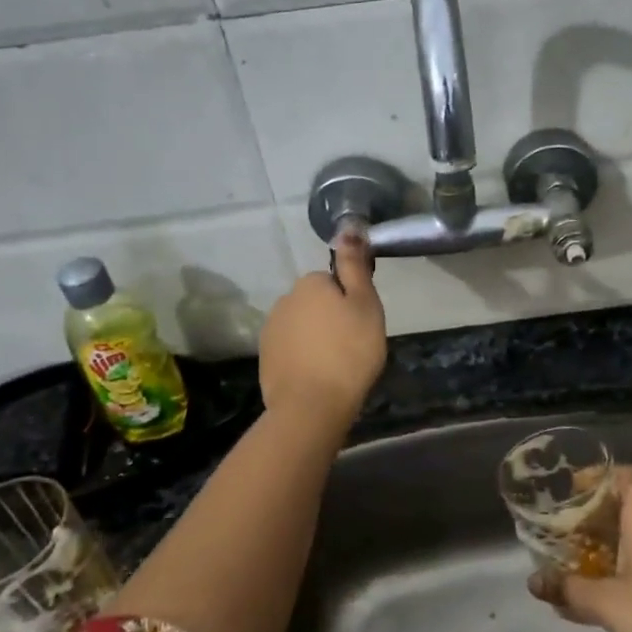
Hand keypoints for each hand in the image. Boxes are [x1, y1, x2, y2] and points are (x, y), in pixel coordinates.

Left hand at [258, 232, 386, 424]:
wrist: (312, 405)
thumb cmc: (349, 352)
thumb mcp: (365, 304)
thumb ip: (354, 265)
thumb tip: (348, 227)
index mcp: (310, 283)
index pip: (335, 282)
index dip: (352, 302)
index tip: (362, 325)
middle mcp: (285, 299)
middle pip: (317, 303)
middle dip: (332, 318)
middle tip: (353, 345)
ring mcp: (271, 329)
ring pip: (303, 326)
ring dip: (317, 338)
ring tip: (336, 364)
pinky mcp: (266, 357)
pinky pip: (292, 349)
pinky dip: (304, 357)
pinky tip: (318, 376)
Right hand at [529, 466, 631, 631]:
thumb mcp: (607, 605)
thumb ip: (568, 589)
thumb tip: (533, 580)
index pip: (629, 477)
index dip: (600, 474)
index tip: (571, 486)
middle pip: (625, 508)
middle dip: (590, 515)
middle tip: (558, 528)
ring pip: (631, 539)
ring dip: (600, 546)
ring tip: (568, 563)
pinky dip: (614, 569)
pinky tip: (593, 597)